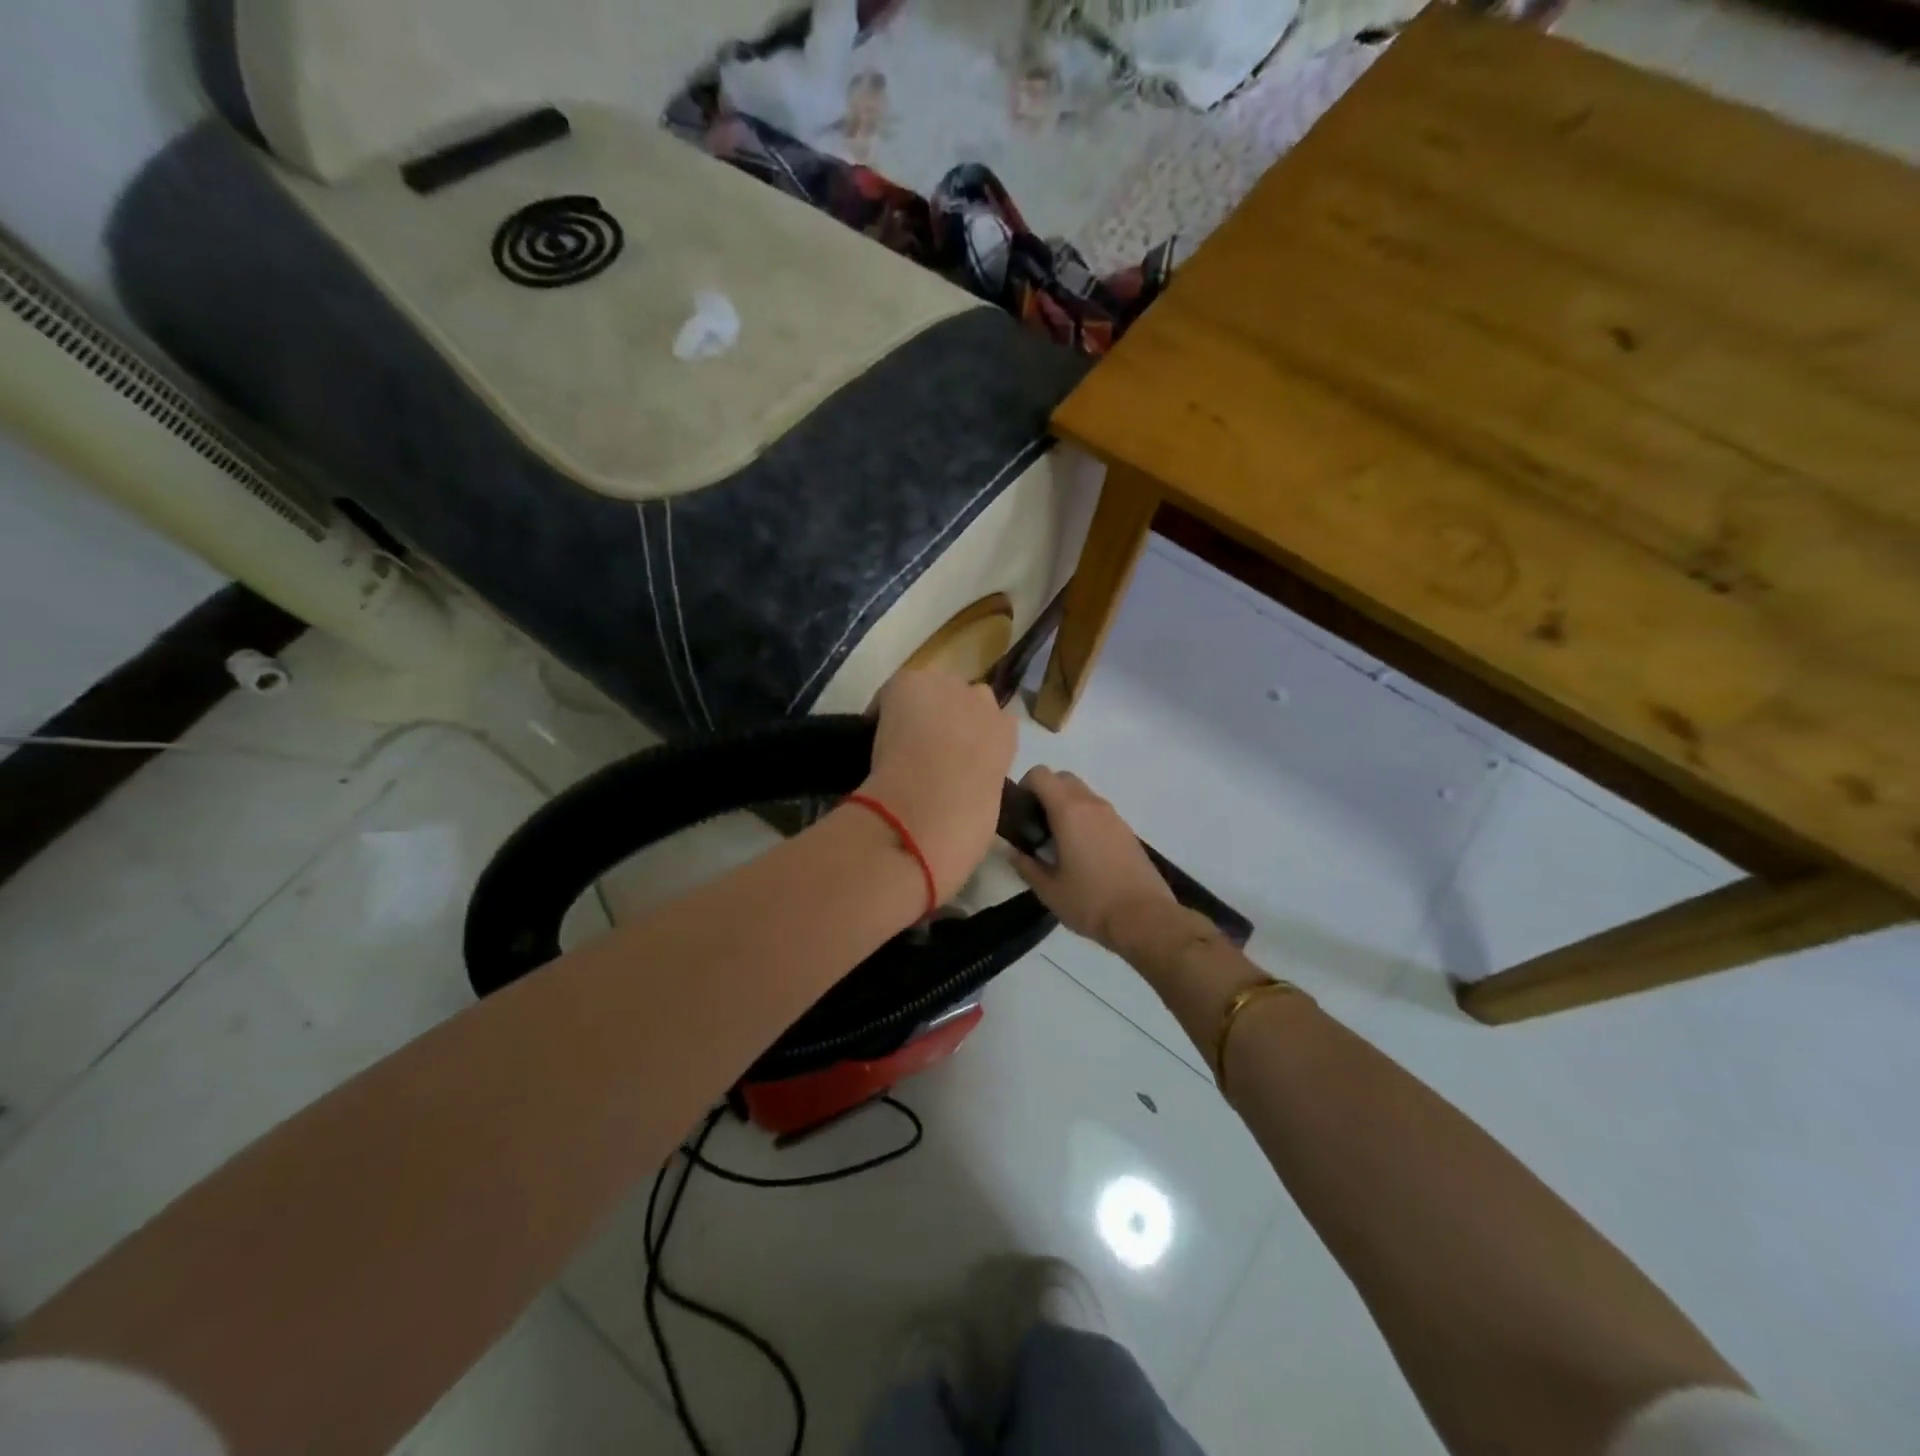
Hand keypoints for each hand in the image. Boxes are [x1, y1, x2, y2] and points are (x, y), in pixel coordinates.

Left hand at [861, 670, 1017, 901]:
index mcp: (1007, 736)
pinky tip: (878, 730)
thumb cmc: (964, 825)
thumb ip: (981, 779)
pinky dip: (885, 706)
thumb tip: (962, 783)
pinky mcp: (912, 683)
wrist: (927, 812)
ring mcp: (948, 688)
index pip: (993, 722)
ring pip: (933, 688)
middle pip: (965, 697)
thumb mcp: (988, 802)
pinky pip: (896, 689)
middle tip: (928, 746)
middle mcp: (984, 703)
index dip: (971, 738)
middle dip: (949, 715)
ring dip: (922, 706)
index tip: (955, 757)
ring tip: (901, 736)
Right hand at [1008, 766, 1176, 954]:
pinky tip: (1083, 853)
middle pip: (1063, 778)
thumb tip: (1012, 851)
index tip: (1020, 811)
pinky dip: (1085, 819)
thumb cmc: (1090, 901)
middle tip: (1036, 824)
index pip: (1041, 774)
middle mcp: (1092, 804)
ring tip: (1058, 841)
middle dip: (1045, 792)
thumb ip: (1025, 865)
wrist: (1144, 918)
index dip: (1025, 785)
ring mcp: (1113, 816)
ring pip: (1083, 794)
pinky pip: (1098, 811)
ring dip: (1066, 806)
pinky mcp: (1126, 830)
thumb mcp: (1048, 890)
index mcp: (1068, 812)